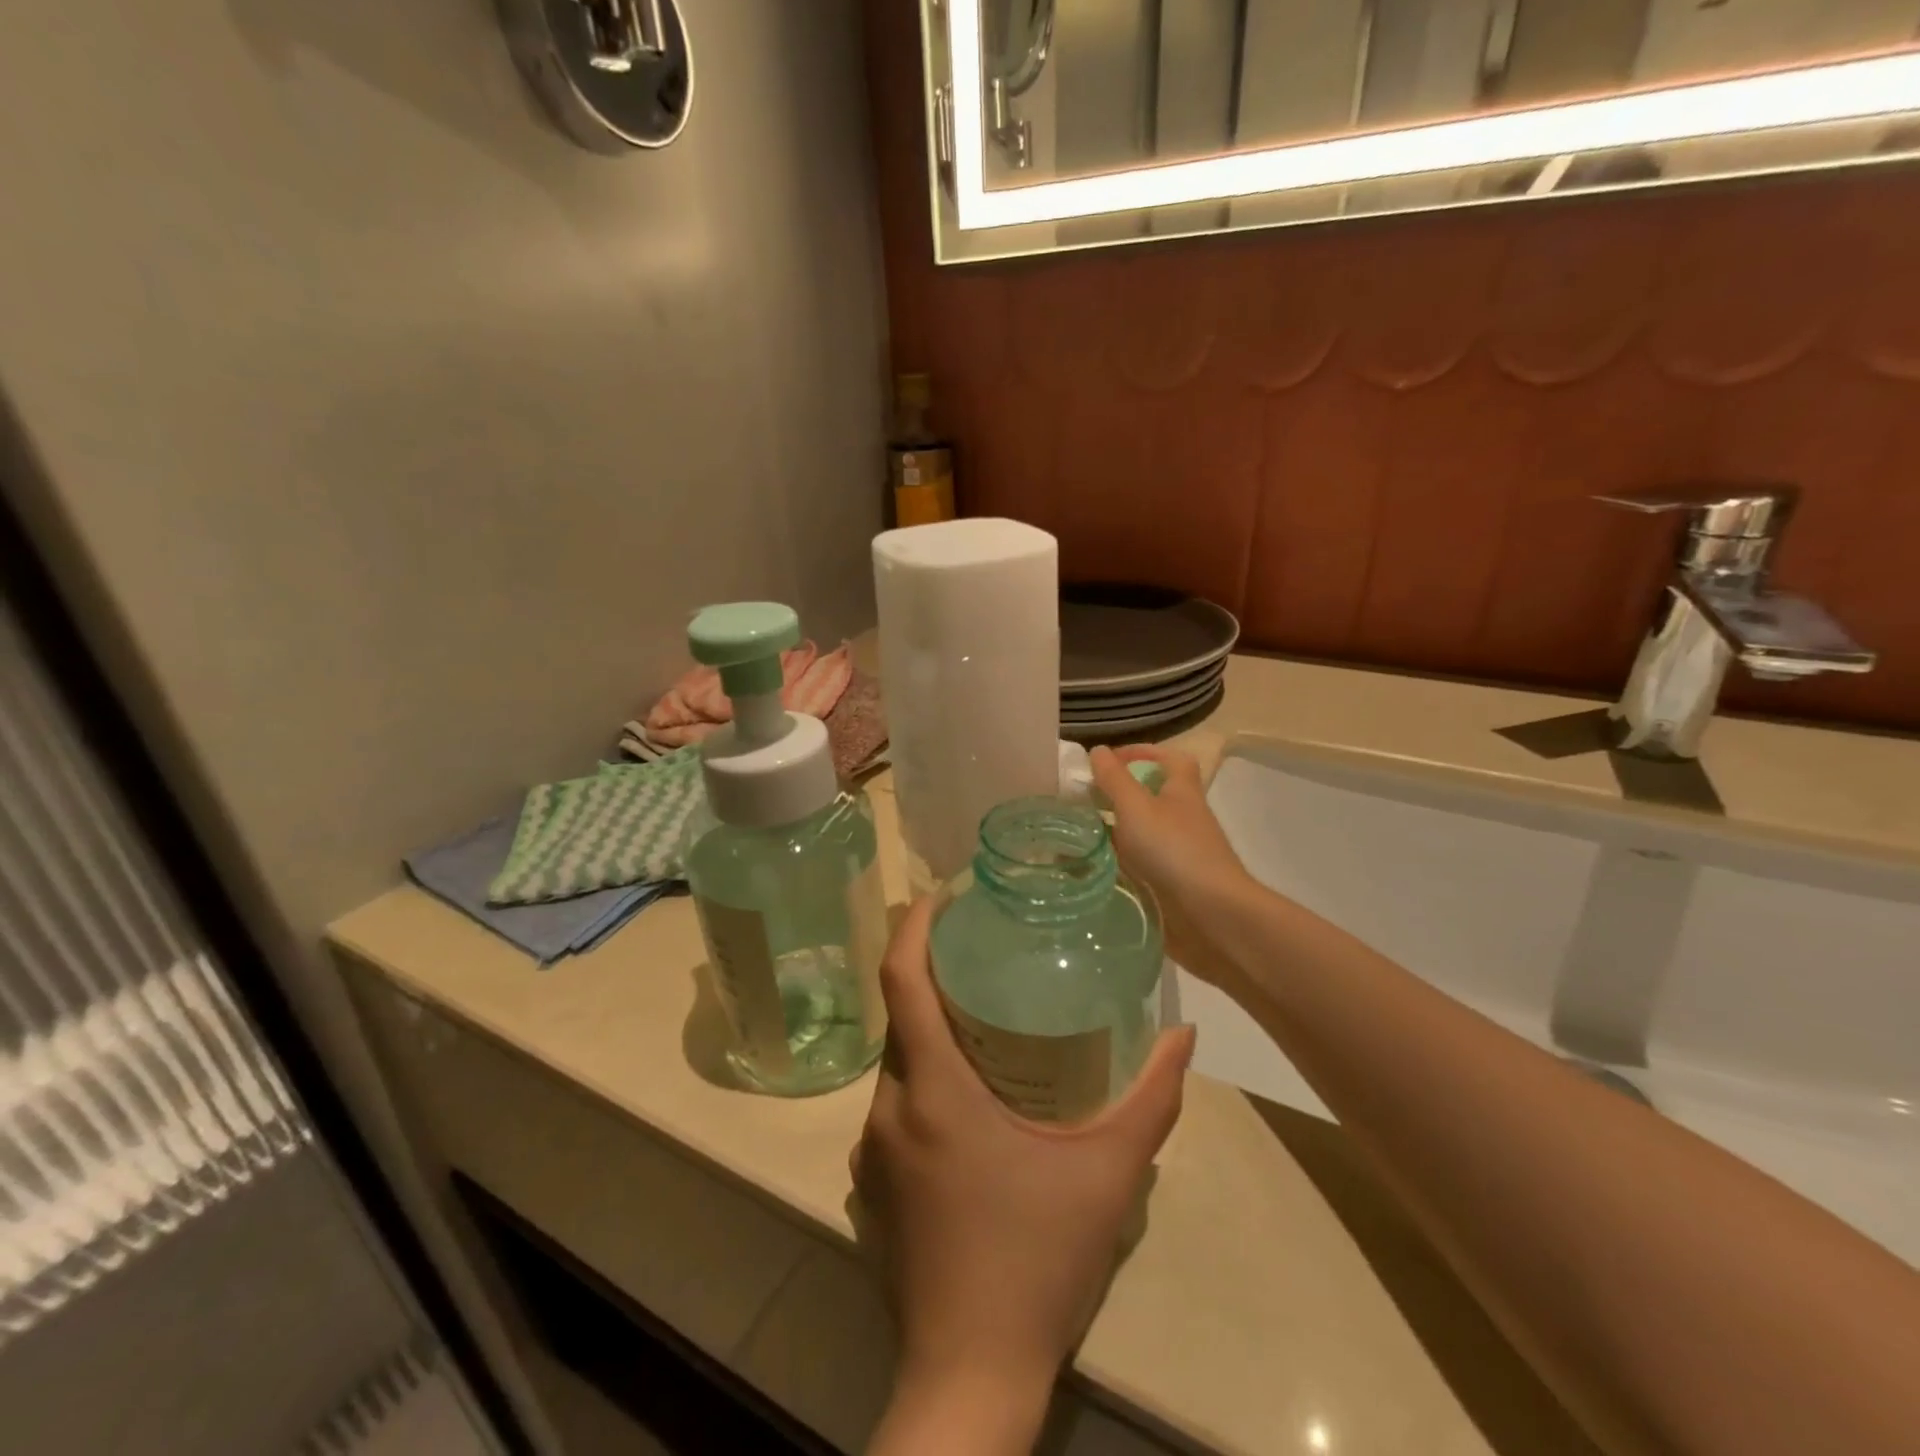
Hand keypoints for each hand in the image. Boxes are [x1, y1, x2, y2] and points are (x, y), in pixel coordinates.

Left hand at [854, 897, 1194, 1451]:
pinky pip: (895, 1104)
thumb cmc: (1036, 1261)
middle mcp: (889, 1108)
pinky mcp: (874, 1184)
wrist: (969, 1377)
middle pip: (899, 1018)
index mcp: (931, 1089)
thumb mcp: (1108, 1175)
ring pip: (896, 1064)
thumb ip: (1152, 1100)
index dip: (913, 927)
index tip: (939, 895)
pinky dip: (922, 1077)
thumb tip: (1186, 1037)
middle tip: (980, 952)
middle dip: (931, 976)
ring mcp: (873, 1150)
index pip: (900, 981)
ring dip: (929, 1031)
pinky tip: (967, 1094)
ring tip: (980, 1017)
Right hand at [1090, 744, 1259, 997]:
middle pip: (1152, 797)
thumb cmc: (1174, 851)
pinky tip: (1089, 870)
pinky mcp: (1170, 885)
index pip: (1170, 759)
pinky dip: (1115, 865)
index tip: (1108, 761)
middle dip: (1118, 795)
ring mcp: (1178, 854)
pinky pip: (1138, 867)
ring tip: (1074, 835)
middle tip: (1081, 800)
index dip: (1142, 753)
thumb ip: (1114, 779)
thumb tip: (1097, 750)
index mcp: (1181, 792)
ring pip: (1141, 833)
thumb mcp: (1136, 807)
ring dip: (1113, 832)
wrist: (1212, 916)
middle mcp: (1182, 819)